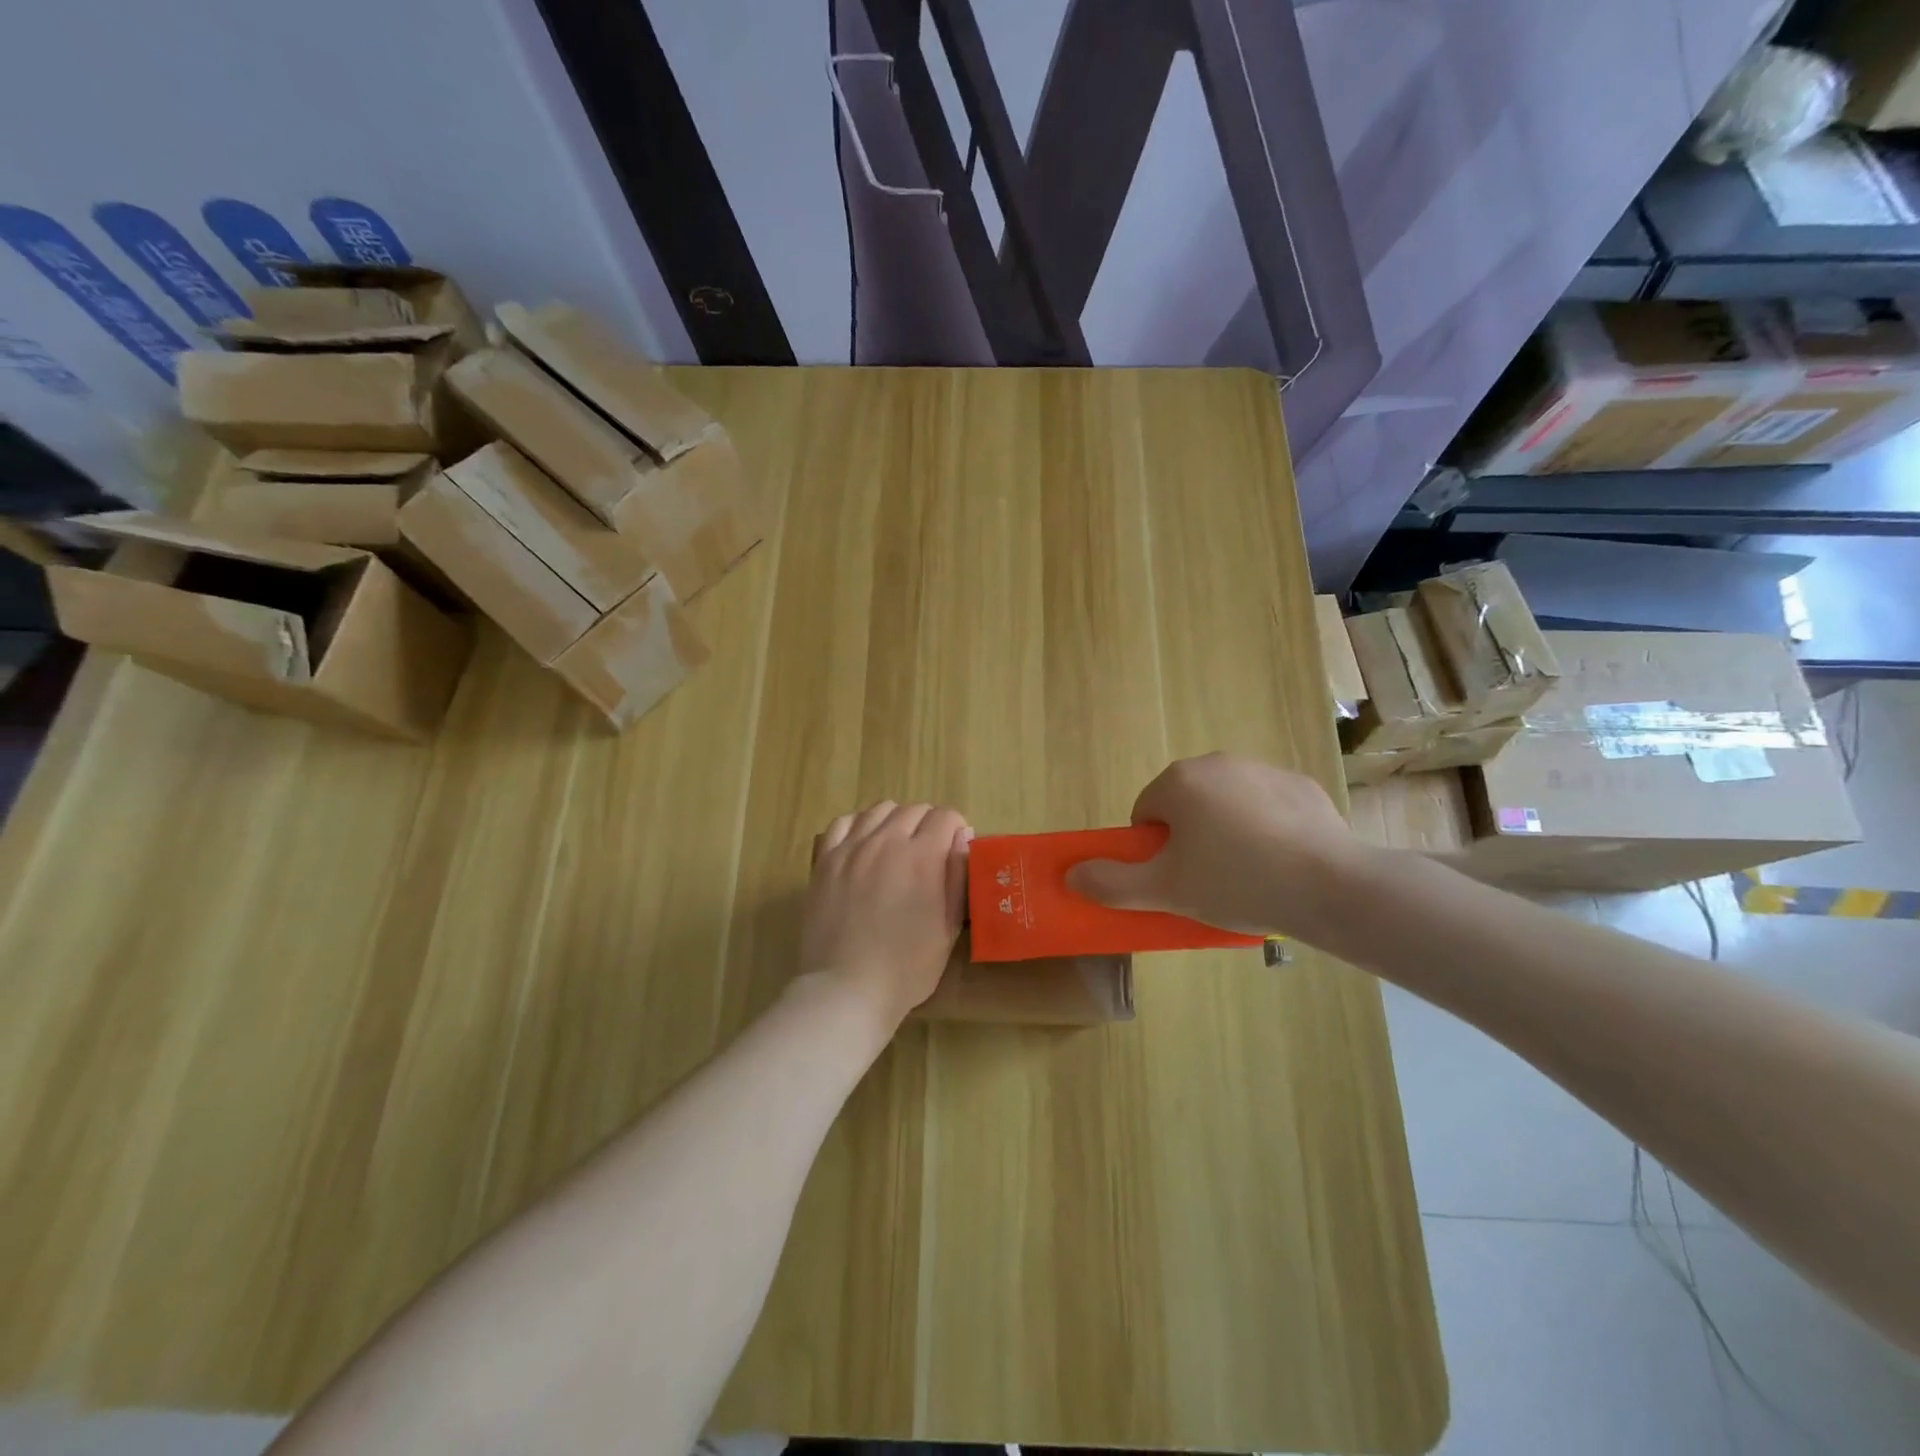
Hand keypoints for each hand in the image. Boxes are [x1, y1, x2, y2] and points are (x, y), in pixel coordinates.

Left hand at [799, 801, 972, 1031]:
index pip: (945, 816)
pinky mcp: (825, 860)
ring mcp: (852, 848)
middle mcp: (886, 840)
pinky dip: (859, 826)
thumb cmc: (907, 966)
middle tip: (928, 856)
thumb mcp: (949, 926)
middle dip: (928, 825)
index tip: (954, 852)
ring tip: (896, 848)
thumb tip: (961, 837)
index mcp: (922, 856)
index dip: (955, 830)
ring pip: (879, 810)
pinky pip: (844, 823)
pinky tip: (863, 846)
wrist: (847, 988)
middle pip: (913, 810)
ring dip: (895, 822)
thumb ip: (957, 876)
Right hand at [1065, 753, 1366, 941]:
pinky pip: (1266, 807)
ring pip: (1226, 804)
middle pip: (1185, 805)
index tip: (1176, 879)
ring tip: (1248, 876)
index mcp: (1180, 781)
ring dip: (1226, 832)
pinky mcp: (1300, 786)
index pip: (1145, 813)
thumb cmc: (1235, 882)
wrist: (1330, 887)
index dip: (1153, 851)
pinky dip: (1265, 829)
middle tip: (1208, 881)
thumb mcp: (1165, 891)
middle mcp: (1218, 762)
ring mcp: (1263, 769)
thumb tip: (1071, 875)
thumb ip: (1112, 883)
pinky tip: (1281, 863)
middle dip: (1190, 839)